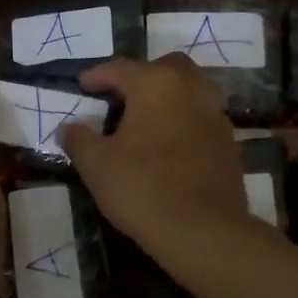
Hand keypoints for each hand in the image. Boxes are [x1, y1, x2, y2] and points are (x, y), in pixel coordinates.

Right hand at [61, 55, 248, 252]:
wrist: (201, 230)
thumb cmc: (141, 188)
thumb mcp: (96, 165)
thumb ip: (79, 139)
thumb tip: (68, 128)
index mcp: (156, 85)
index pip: (121, 68)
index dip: (98, 75)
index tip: (83, 84)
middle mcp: (191, 90)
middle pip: (167, 67)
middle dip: (142, 75)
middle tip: (122, 95)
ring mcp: (216, 115)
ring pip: (192, 90)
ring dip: (169, 95)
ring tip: (148, 118)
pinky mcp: (229, 143)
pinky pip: (203, 118)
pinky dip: (185, 120)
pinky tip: (171, 143)